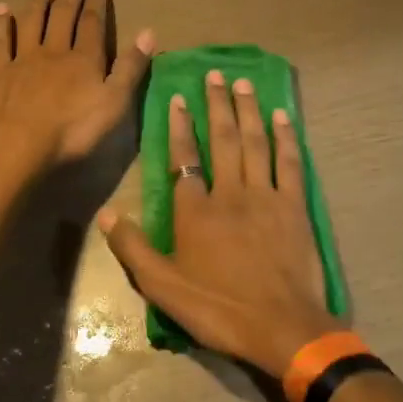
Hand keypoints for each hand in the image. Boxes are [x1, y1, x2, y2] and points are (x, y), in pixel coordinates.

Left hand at [0, 0, 153, 168]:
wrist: (21, 145)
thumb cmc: (74, 129)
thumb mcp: (115, 102)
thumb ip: (131, 67)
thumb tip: (149, 33)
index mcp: (84, 58)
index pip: (92, 22)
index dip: (97, 3)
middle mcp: (54, 50)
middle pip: (63, 14)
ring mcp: (24, 59)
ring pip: (32, 20)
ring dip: (41, 1)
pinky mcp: (0, 72)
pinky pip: (0, 40)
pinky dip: (1, 22)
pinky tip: (1, 9)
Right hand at [99, 69, 333, 378]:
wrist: (282, 328)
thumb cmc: (219, 308)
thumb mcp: (163, 287)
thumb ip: (134, 248)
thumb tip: (107, 213)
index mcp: (197, 210)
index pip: (184, 157)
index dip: (179, 126)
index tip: (178, 98)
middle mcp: (231, 192)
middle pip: (223, 139)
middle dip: (217, 104)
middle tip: (215, 74)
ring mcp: (267, 196)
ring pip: (256, 142)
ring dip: (248, 110)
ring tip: (243, 82)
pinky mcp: (295, 207)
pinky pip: (290, 163)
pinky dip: (286, 137)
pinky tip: (283, 116)